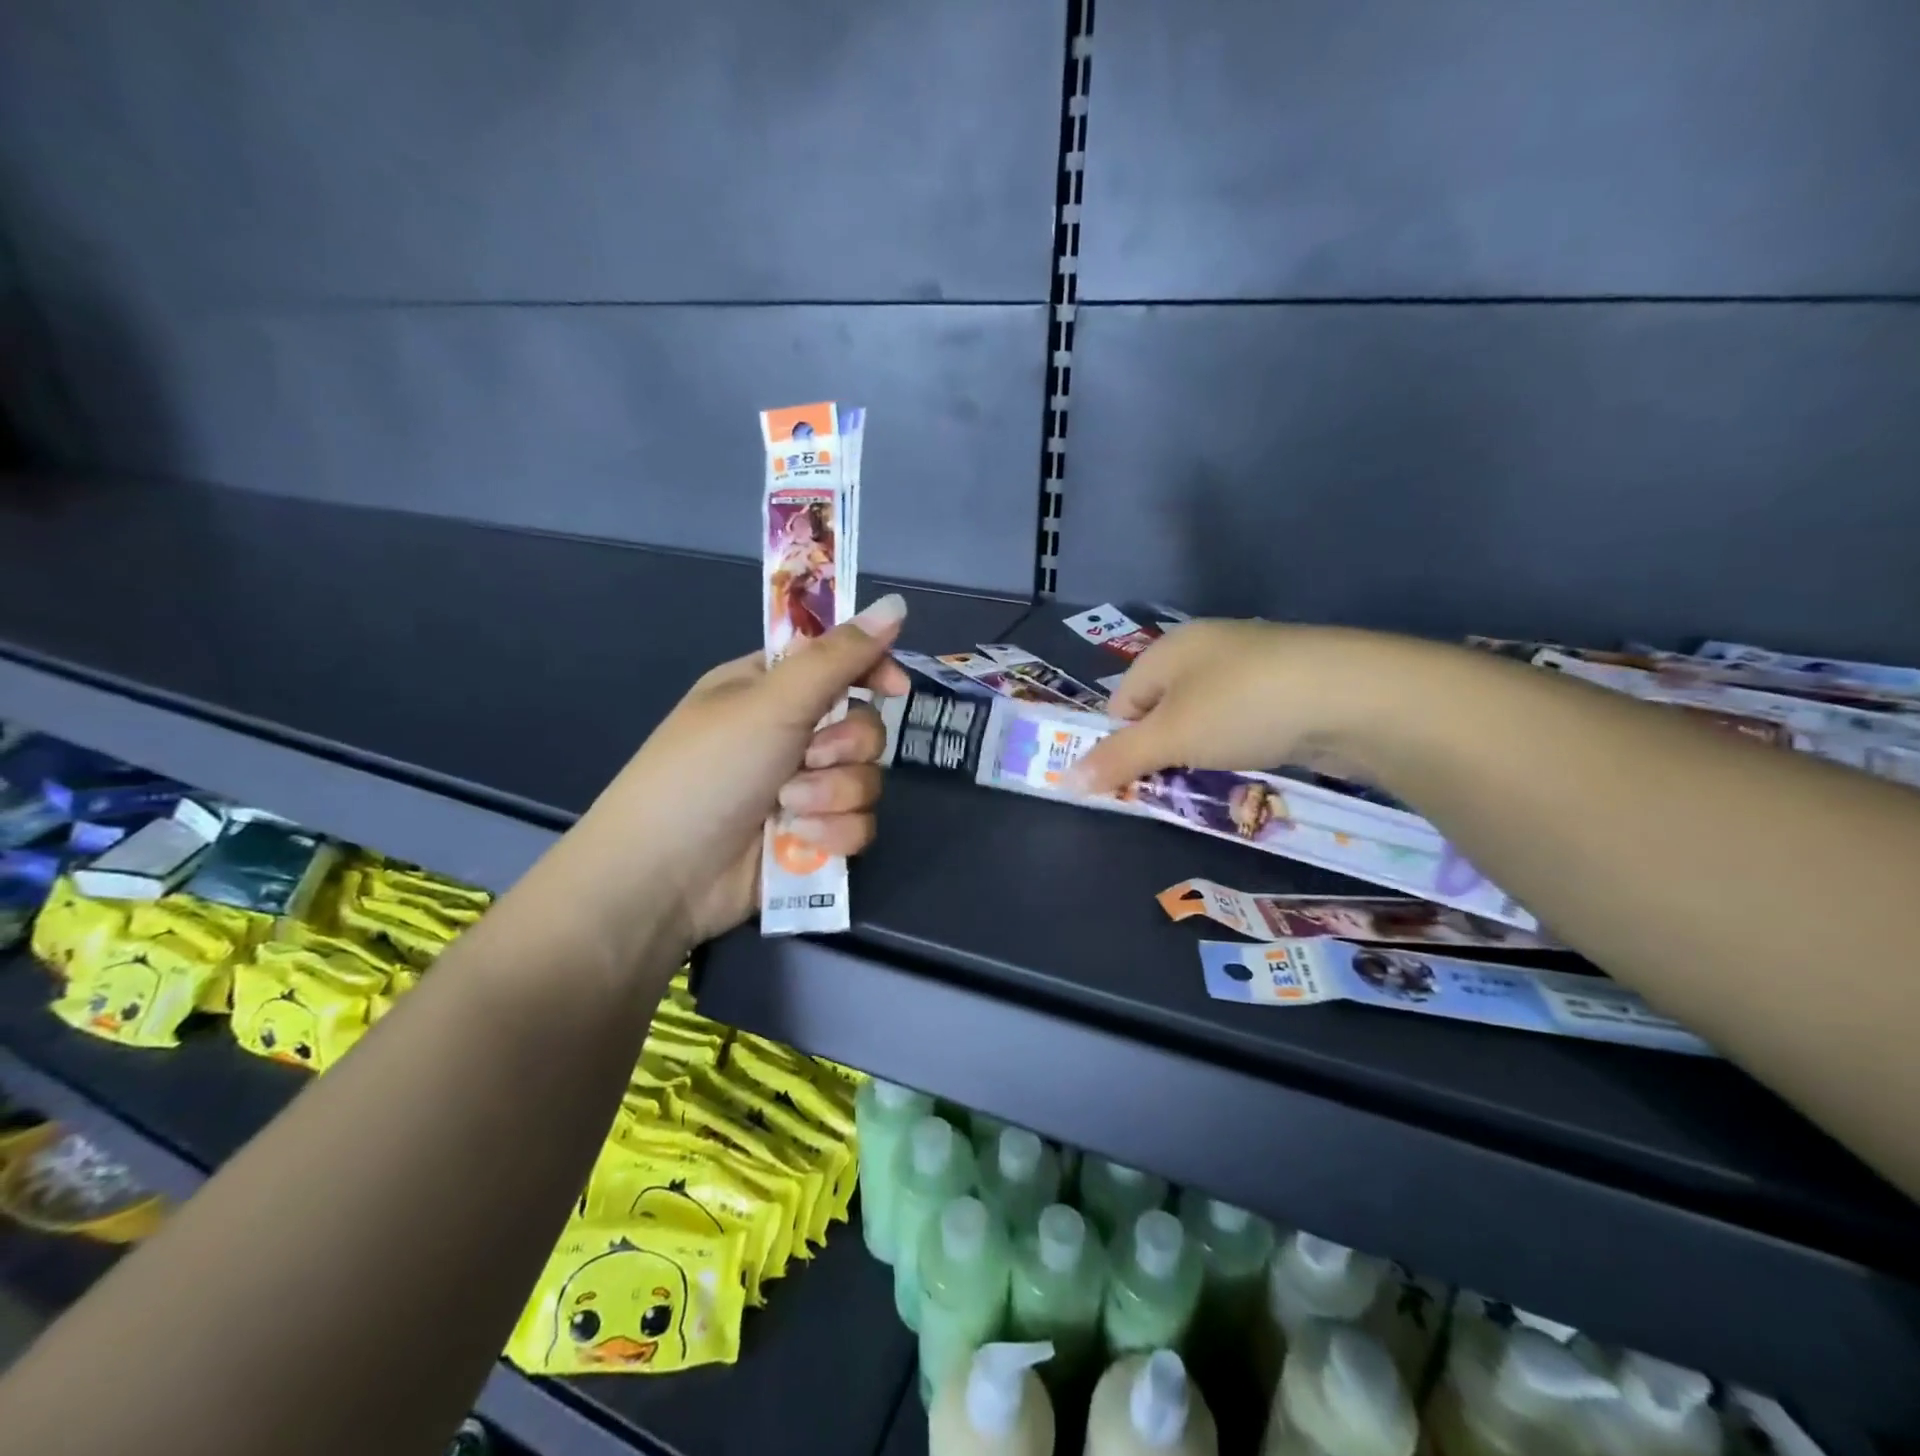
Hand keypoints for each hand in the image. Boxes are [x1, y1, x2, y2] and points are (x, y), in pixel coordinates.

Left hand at [553, 595, 910, 961]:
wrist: (664, 876)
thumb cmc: (708, 770)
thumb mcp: (771, 702)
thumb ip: (838, 657)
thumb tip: (896, 603)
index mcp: (770, 688)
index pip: (840, 663)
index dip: (873, 671)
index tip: (895, 689)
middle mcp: (790, 734)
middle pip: (864, 726)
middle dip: (842, 748)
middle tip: (806, 757)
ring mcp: (802, 788)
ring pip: (866, 780)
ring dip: (832, 795)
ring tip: (789, 809)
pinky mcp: (811, 836)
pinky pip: (858, 825)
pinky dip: (831, 834)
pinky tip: (796, 841)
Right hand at [1067, 620, 1418, 793]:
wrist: (1354, 694)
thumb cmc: (1241, 707)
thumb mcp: (1170, 737)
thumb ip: (1117, 760)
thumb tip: (1065, 781)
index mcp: (1169, 649)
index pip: (1121, 701)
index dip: (1121, 743)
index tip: (1135, 780)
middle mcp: (1206, 648)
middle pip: (1162, 709)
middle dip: (1163, 750)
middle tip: (1176, 784)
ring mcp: (1251, 664)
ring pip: (1205, 717)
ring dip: (1203, 751)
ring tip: (1218, 777)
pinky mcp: (1288, 684)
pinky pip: (1243, 719)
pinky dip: (1241, 744)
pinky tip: (1257, 760)